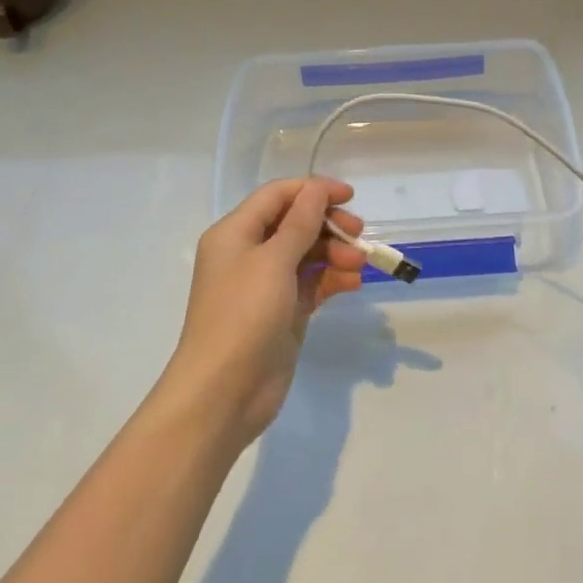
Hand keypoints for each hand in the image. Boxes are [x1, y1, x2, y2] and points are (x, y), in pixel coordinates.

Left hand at [162, 178, 366, 447]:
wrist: (222, 394)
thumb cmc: (243, 316)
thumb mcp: (273, 261)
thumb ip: (300, 222)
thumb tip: (316, 188)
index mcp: (235, 233)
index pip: (278, 196)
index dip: (313, 190)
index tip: (350, 196)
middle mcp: (248, 253)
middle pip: (295, 223)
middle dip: (328, 225)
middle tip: (359, 234)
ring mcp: (266, 285)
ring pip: (306, 254)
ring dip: (335, 253)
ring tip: (359, 265)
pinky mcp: (282, 313)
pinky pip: (311, 284)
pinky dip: (332, 279)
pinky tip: (353, 283)